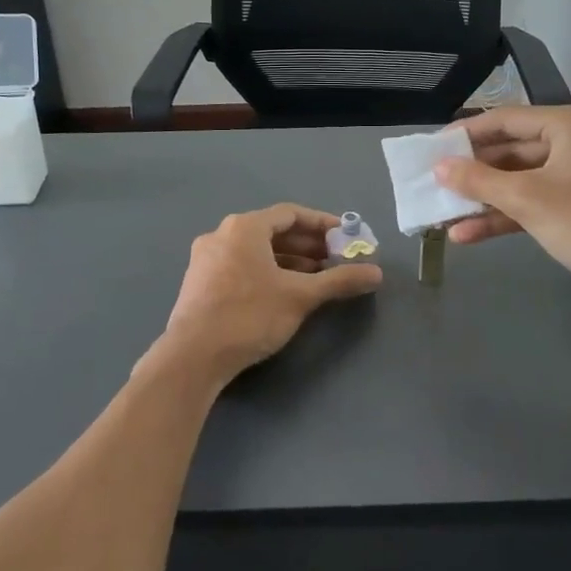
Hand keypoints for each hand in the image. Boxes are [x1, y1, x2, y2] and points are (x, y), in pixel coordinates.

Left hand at [155, 204, 382, 382]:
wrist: (193, 356)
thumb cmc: (250, 315)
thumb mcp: (300, 296)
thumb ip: (339, 280)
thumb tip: (377, 273)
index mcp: (244, 227)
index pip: (290, 214)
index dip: (322, 224)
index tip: (346, 237)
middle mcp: (221, 234)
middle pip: (272, 232)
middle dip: (307, 245)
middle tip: (335, 260)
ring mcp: (206, 259)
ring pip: (256, 251)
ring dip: (288, 261)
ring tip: (316, 278)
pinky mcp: (200, 283)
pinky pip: (241, 266)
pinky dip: (266, 272)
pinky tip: (284, 292)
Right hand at [433, 105, 570, 301]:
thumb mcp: (527, 199)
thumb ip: (478, 180)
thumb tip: (438, 167)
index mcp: (569, 124)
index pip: (505, 119)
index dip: (465, 134)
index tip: (431, 149)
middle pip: (511, 150)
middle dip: (472, 173)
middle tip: (433, 184)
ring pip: (520, 180)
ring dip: (484, 199)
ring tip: (443, 214)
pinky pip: (534, 202)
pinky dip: (506, 215)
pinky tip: (469, 234)